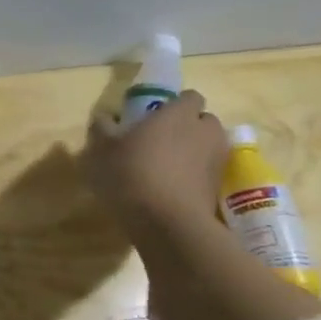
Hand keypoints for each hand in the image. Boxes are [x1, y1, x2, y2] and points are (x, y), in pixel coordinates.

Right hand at [84, 89, 228, 238]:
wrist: (166, 223)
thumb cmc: (132, 174)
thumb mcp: (102, 149)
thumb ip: (102, 128)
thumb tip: (104, 117)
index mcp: (179, 113)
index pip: (189, 96)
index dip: (174, 105)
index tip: (155, 118)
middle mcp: (205, 131)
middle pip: (202, 122)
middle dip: (187, 129)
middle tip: (159, 143)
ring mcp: (217, 160)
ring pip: (207, 148)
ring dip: (191, 154)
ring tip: (165, 170)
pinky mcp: (218, 187)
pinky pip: (206, 173)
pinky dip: (194, 177)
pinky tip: (170, 192)